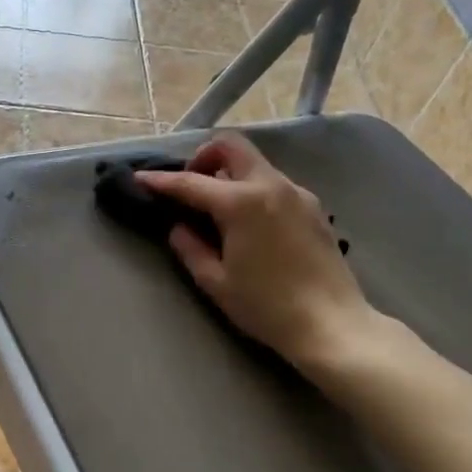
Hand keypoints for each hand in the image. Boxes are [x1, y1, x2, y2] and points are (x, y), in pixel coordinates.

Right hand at [137, 132, 385, 370]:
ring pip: (255, 164)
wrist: (331, 324)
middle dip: (203, 158)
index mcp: (242, 203)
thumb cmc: (266, 306)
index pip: (191, 183)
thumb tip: (179, 228)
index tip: (139, 179)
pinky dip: (252, 189)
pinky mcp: (314, 208)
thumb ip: (190, 248)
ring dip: (230, 174)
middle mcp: (271, 186)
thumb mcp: (215, 282)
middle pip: (231, 147)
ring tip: (217, 210)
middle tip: (190, 187)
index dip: (161, 181)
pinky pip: (274, 184)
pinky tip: (248, 224)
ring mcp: (297, 194)